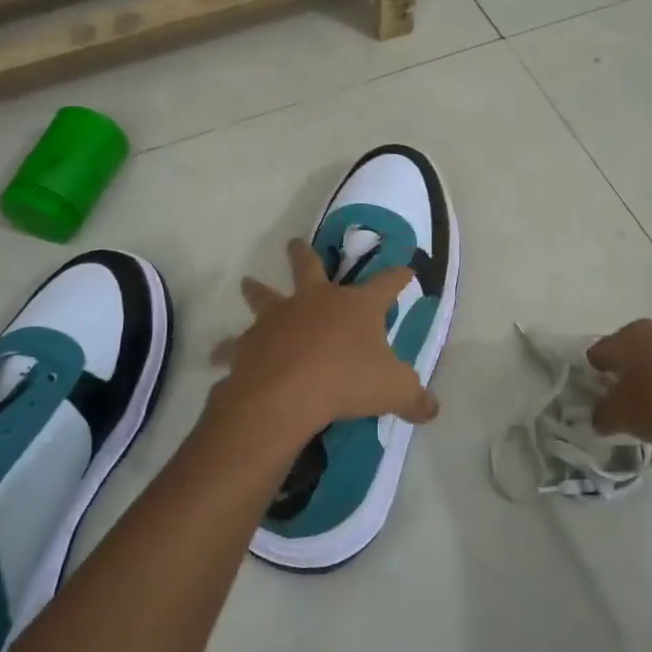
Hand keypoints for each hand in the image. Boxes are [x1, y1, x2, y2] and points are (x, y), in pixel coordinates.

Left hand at [211, 239, 439, 440]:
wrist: (286, 394)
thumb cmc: (347, 382)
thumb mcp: (395, 390)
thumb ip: (415, 398)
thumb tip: (433, 409)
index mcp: (356, 306)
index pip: (386, 284)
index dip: (398, 276)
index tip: (406, 269)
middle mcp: (315, 301)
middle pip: (310, 267)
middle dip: (305, 255)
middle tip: (294, 243)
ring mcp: (278, 319)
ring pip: (264, 295)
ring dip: (256, 289)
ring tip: (247, 282)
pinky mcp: (249, 343)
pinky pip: (233, 344)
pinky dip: (227, 348)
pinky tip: (218, 353)